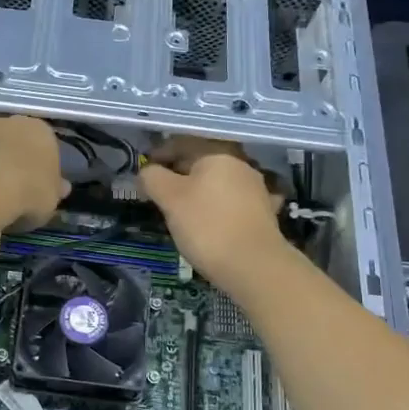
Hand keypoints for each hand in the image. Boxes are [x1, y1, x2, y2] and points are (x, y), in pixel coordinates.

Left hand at [0, 110, 68, 229]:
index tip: (33, 180)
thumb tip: (62, 186)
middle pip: (6, 131)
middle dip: (3, 147)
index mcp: (38, 131)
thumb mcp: (50, 201)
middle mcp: (5, 120)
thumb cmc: (26, 194)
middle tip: (1, 176)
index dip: (37, 160)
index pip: (42, 141)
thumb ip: (54, 190)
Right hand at [139, 140, 286, 288]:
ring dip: (199, 190)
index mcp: (218, 153)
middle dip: (179, 173)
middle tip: (159, 192)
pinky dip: (217, 207)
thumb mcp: (169, 198)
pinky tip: (210, 221)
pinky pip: (232, 202)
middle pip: (202, 162)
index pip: (182, 143)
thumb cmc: (206, 225)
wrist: (254, 266)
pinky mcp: (264, 213)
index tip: (144, 173)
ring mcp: (256, 189)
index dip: (159, 154)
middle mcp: (241, 165)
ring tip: (181, 209)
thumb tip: (147, 170)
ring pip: (218, 183)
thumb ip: (153, 178)